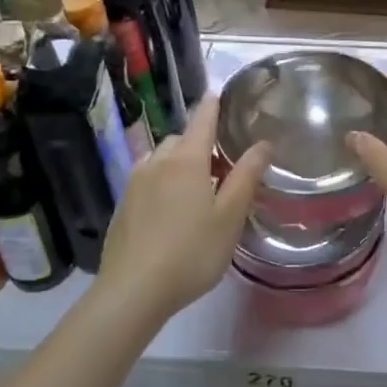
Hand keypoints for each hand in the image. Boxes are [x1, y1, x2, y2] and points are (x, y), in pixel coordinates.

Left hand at [101, 98, 269, 314]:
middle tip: (220, 166)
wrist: (133, 291)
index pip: (202, 119)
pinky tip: (170, 210)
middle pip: (180, 138)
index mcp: (186, 159)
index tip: (221, 95)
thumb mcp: (229, 216)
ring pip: (160, 158)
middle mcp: (157, 162)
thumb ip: (247, 176)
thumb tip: (264, 143)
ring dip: (178, 162)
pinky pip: (146, 179)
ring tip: (195, 188)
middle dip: (199, 143)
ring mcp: (134, 182)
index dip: (214, 105)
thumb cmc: (191, 252)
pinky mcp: (122, 205)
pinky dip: (161, 181)